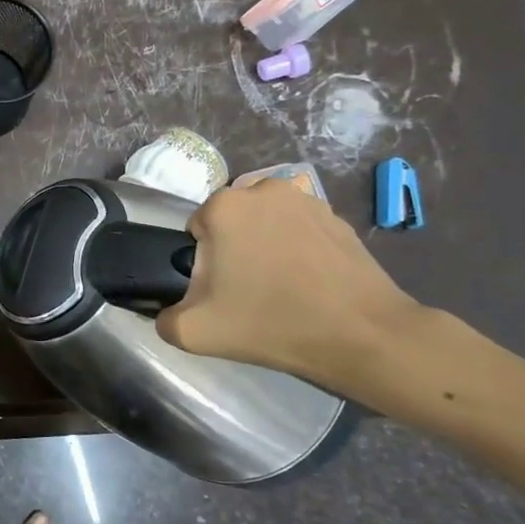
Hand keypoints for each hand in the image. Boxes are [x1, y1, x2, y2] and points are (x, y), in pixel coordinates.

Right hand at [156, 179, 422, 390]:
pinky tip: (310, 281)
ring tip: (283, 286)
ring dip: (265, 245)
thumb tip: (166, 310)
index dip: (204, 264)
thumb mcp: (194, 332)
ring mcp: (304, 198)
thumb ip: (163, 317)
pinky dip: (297, 247)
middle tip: (250, 291)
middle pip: (230, 222)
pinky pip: (298, 228)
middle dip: (233, 249)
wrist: (361, 335)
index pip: (195, 231)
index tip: (223, 291)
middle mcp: (261, 189)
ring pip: (264, 222)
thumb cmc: (271, 324)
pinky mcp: (336, 215)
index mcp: (223, 206)